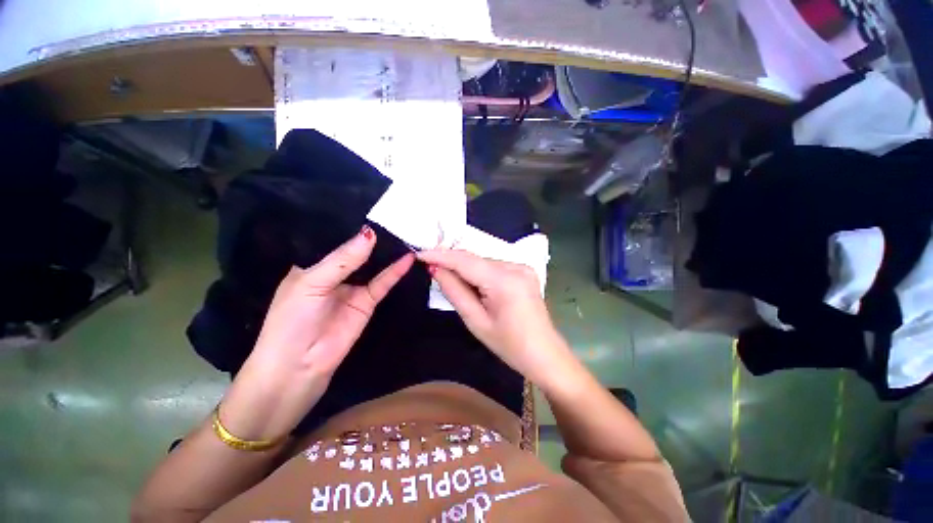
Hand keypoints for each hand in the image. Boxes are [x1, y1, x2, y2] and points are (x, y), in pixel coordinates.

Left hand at [220, 226, 413, 439]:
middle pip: (357, 252)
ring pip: (373, 266)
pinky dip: (396, 271)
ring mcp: (353, 288)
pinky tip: (408, 257)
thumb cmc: (292, 320)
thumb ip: (343, 260)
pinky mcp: (367, 302)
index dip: (350, 226)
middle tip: (395, 218)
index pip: (333, 240)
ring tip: (405, 233)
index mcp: (312, 266)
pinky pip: (383, 283)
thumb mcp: (312, 284)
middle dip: (373, 238)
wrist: (298, 367)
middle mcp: (334, 274)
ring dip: (387, 253)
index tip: (372, 209)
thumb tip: (370, 234)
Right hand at [416, 249, 574, 386]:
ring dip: (465, 268)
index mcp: (504, 280)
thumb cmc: (509, 345)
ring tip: (450, 280)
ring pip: (483, 261)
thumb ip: (454, 291)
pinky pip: (494, 266)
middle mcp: (515, 266)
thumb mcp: (476, 321)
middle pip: (475, 259)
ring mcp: (522, 266)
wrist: (544, 353)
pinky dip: (479, 271)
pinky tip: (472, 283)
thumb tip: (436, 269)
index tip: (419, 254)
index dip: (440, 255)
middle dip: (451, 262)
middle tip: (430, 268)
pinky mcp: (524, 270)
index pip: (465, 260)